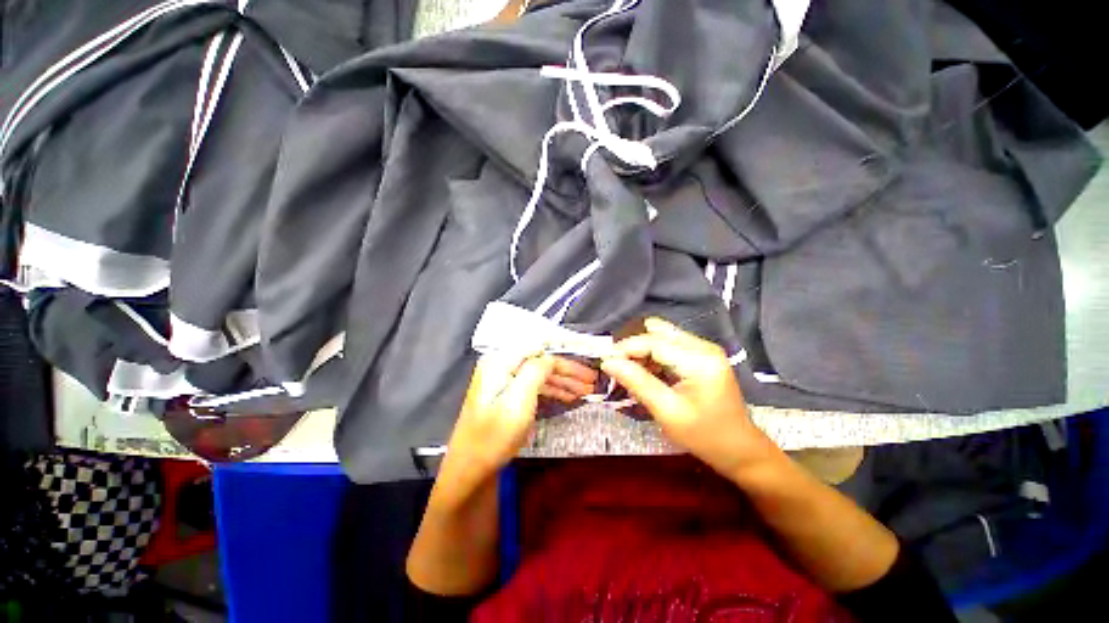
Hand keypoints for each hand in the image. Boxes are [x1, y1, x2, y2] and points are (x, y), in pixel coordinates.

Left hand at [438, 353, 596, 506]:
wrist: (471, 468)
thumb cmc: (494, 436)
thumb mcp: (518, 401)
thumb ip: (535, 371)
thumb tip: (551, 356)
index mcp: (501, 360)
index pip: (539, 345)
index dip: (564, 348)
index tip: (587, 354)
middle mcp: (502, 364)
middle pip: (542, 359)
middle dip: (568, 369)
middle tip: (591, 380)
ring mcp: (504, 378)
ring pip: (541, 372)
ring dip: (563, 380)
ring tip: (586, 390)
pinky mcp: (508, 392)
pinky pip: (535, 384)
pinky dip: (553, 389)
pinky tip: (569, 396)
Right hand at [600, 318, 780, 478]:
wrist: (740, 450)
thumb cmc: (705, 436)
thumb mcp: (667, 412)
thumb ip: (637, 382)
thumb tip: (608, 362)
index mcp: (699, 359)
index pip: (653, 342)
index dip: (626, 348)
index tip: (604, 360)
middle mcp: (703, 346)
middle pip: (657, 332)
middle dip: (632, 346)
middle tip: (616, 366)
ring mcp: (703, 349)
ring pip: (661, 336)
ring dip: (641, 350)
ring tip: (627, 371)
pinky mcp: (700, 355)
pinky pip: (668, 345)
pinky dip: (651, 355)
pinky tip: (644, 372)